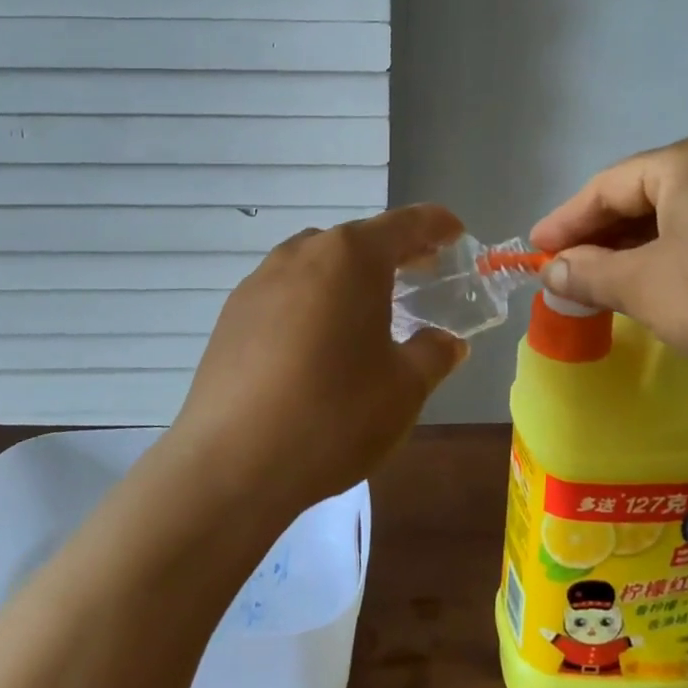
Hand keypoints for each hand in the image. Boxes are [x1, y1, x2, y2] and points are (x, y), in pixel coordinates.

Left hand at [166, 206, 469, 521]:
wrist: (232, 462)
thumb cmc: (334, 414)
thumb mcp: (404, 388)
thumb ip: (433, 354)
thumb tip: (445, 342)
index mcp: (350, 257)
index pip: (404, 224)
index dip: (435, 224)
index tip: (455, 232)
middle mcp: (302, 253)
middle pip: (357, 239)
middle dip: (393, 252)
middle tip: (420, 272)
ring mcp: (260, 280)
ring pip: (317, 263)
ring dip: (348, 275)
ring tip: (367, 309)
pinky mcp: (232, 313)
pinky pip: (285, 290)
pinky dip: (312, 299)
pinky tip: (316, 341)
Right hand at [529, 131, 687, 401]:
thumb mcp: (644, 287)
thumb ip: (589, 273)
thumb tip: (552, 272)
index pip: (609, 185)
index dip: (565, 220)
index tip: (534, 251)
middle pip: (646, 198)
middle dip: (602, 237)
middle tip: (567, 271)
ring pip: (683, 219)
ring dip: (640, 252)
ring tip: (611, 285)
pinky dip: (681, 261)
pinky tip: (671, 291)